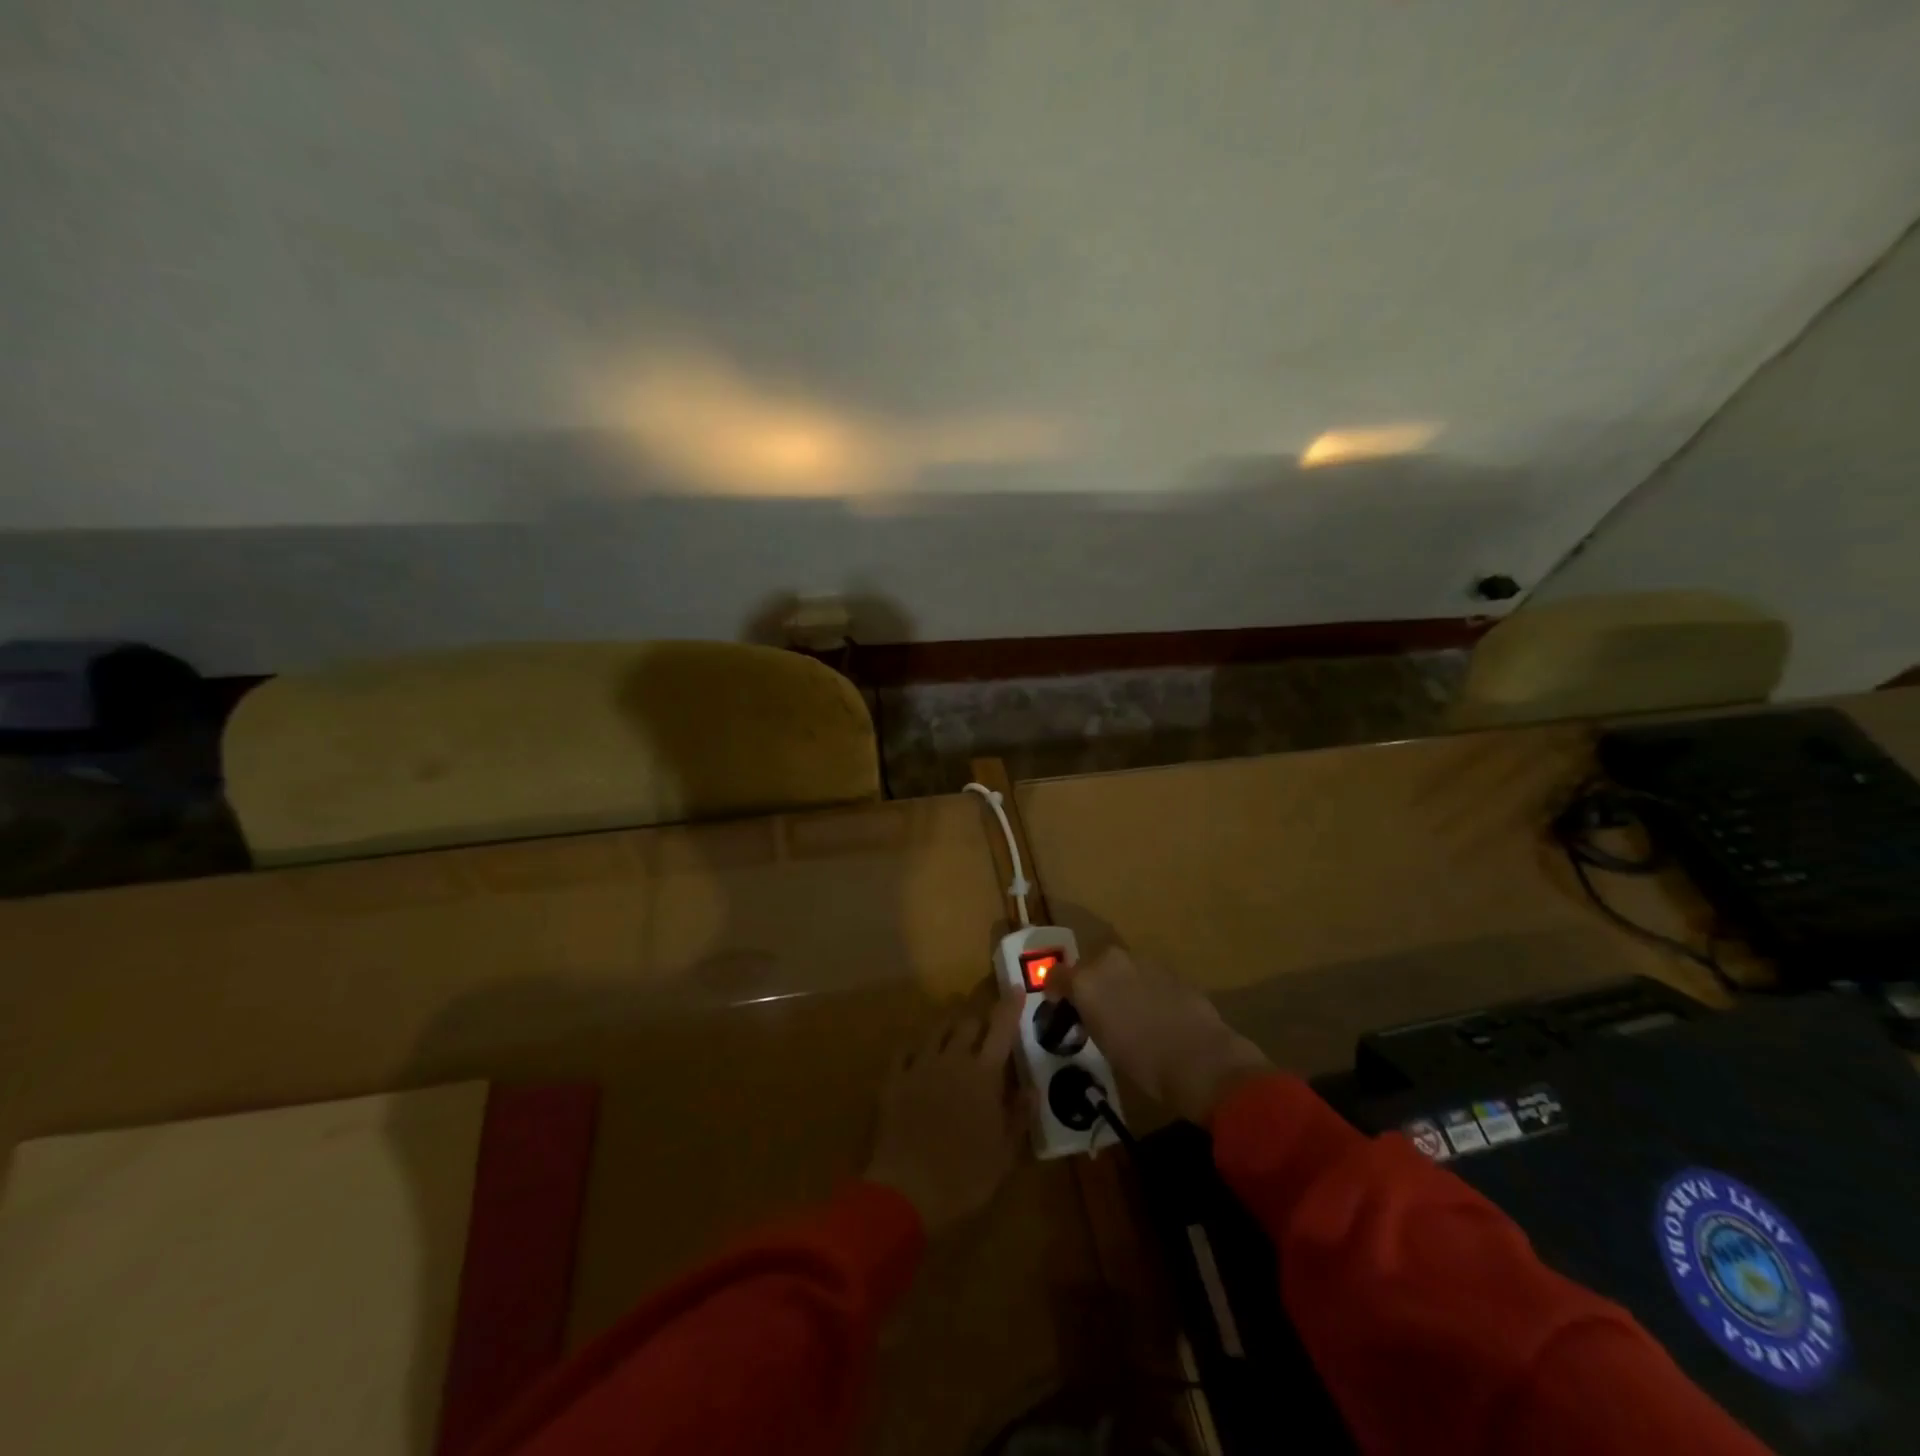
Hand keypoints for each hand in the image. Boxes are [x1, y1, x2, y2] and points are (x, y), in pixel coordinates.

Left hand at [864, 1000, 1024, 1235]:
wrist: (905, 1189)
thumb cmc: (964, 1176)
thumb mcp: (1004, 1154)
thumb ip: (1018, 1115)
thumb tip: (1031, 1088)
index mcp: (983, 1074)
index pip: (1001, 1029)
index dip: (1010, 1007)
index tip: (1016, 989)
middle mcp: (952, 1059)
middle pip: (967, 1022)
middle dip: (979, 1016)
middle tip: (985, 1020)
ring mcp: (920, 1065)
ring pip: (936, 1029)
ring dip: (949, 1024)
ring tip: (955, 1026)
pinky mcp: (894, 1078)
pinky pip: (905, 1050)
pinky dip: (916, 1046)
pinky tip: (918, 1051)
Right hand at [1051, 947, 1272, 1124]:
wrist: (1201, 1059)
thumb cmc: (1143, 1062)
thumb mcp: (1102, 1042)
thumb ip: (1089, 1016)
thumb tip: (1088, 1011)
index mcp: (1085, 980)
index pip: (1056, 975)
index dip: (1056, 991)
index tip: (1060, 1007)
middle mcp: (1109, 961)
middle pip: (1089, 966)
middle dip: (1089, 984)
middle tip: (1095, 1011)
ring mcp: (1141, 961)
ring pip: (1118, 968)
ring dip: (1117, 984)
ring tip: (1126, 1012)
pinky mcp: (1168, 969)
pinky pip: (1144, 975)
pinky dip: (1142, 988)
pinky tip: (1153, 1012)